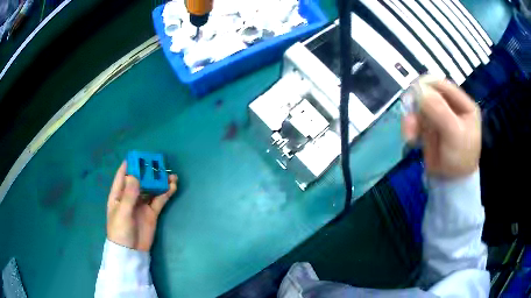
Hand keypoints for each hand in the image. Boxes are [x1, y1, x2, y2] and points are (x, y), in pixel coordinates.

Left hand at [107, 162, 177, 250]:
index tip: (139, 155)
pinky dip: (166, 193)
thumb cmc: (121, 231)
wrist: (131, 252)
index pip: (122, 176)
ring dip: (159, 182)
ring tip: (170, 175)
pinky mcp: (152, 213)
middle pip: (139, 181)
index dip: (129, 165)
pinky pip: (159, 200)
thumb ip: (129, 195)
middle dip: (148, 172)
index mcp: (118, 195)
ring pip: (151, 189)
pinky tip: (172, 187)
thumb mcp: (123, 213)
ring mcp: (142, 205)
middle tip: (159, 165)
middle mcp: (130, 197)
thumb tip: (135, 176)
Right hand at [402, 78, 480, 177]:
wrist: (451, 183)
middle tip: (408, 114)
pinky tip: (410, 139)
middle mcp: (450, 107)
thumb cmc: (460, 158)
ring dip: (411, 119)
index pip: (443, 85)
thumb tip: (419, 89)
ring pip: (419, 107)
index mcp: (463, 104)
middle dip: (417, 105)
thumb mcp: (454, 133)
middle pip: (428, 94)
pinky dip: (410, 127)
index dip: (428, 86)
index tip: (413, 93)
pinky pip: (415, 120)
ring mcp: (439, 116)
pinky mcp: (428, 127)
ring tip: (409, 135)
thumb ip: (440, 110)